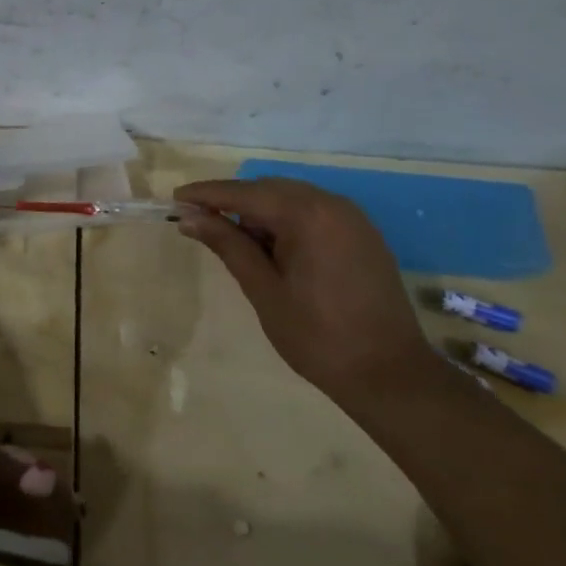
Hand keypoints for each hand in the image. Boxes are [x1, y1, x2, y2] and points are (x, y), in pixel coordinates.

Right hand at [173, 178, 428, 391]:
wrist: (390, 375)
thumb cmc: (318, 336)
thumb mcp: (264, 290)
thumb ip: (227, 245)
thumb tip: (189, 218)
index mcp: (308, 215)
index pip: (244, 194)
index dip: (207, 195)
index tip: (175, 198)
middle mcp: (332, 205)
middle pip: (268, 190)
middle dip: (231, 202)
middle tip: (196, 220)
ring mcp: (352, 219)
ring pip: (291, 200)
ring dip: (258, 213)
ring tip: (229, 238)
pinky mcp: (362, 236)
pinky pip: (313, 214)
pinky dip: (285, 222)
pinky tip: (269, 246)